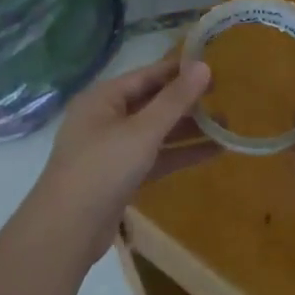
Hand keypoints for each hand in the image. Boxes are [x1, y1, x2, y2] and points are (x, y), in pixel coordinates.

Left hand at [31, 55, 217, 249]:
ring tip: (226, 125)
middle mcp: (106, 118)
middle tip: (225, 96)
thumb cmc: (102, 169)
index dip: (179, 70)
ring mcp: (113, 149)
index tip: (214, 67)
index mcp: (103, 98)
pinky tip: (212, 152)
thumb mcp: (142, 131)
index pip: (147, 75)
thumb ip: (174, 100)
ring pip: (156, 132)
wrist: (68, 229)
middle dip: (187, 102)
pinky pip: (155, 157)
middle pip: (152, 103)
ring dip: (188, 130)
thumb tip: (204, 66)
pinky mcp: (122, 176)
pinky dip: (179, 154)